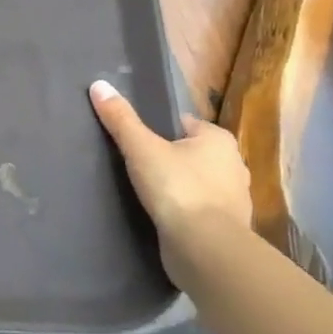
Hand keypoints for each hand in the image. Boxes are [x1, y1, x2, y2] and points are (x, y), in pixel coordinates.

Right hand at [89, 80, 251, 282]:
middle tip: (135, 166)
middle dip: (168, 159)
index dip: (157, 130)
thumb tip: (98, 84)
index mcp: (218, 139)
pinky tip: (162, 216)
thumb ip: (120, 119)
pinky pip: (200, 210)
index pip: (182, 124)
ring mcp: (234, 199)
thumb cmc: (177, 188)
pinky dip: (184, 211)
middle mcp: (233, 165)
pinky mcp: (227, 227)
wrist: (206, 249)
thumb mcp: (141, 148)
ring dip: (177, 186)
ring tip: (146, 192)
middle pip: (191, 153)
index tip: (134, 141)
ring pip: (197, 182)